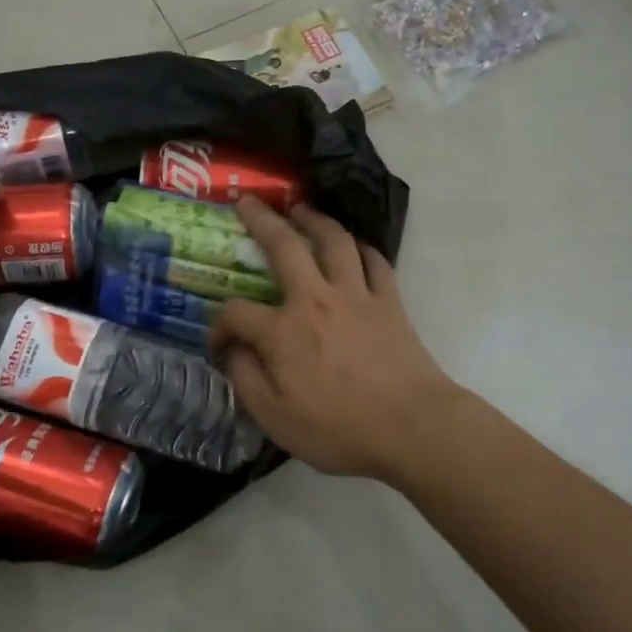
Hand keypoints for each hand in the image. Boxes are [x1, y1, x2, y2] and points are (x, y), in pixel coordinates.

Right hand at [208, 199, 466, 482]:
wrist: (413, 428)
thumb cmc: (340, 429)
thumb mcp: (275, 419)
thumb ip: (246, 380)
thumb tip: (232, 352)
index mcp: (282, 331)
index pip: (236, 313)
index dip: (218, 326)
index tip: (217, 345)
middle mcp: (315, 300)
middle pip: (284, 246)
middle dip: (261, 220)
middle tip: (248, 202)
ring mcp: (357, 295)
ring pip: (334, 241)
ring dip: (315, 219)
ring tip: (301, 208)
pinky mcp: (390, 302)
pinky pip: (375, 261)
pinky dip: (362, 248)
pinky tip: (354, 246)